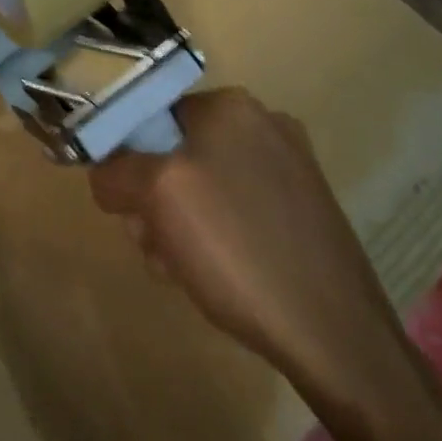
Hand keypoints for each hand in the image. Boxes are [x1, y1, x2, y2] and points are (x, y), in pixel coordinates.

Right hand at [90, 88, 403, 387]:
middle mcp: (264, 124)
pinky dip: (217, 237)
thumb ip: (115, 171)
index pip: (150, 115)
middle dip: (154, 199)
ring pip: (204, 186)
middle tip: (154, 244)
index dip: (127, 159)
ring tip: (183, 269)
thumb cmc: (237, 248)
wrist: (336, 334)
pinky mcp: (305, 211)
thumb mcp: (156, 196)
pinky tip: (217, 276)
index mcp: (231, 106)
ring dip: (179, 224)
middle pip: (175, 152)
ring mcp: (291, 169)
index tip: (127, 207)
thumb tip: (105, 174)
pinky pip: (238, 210)